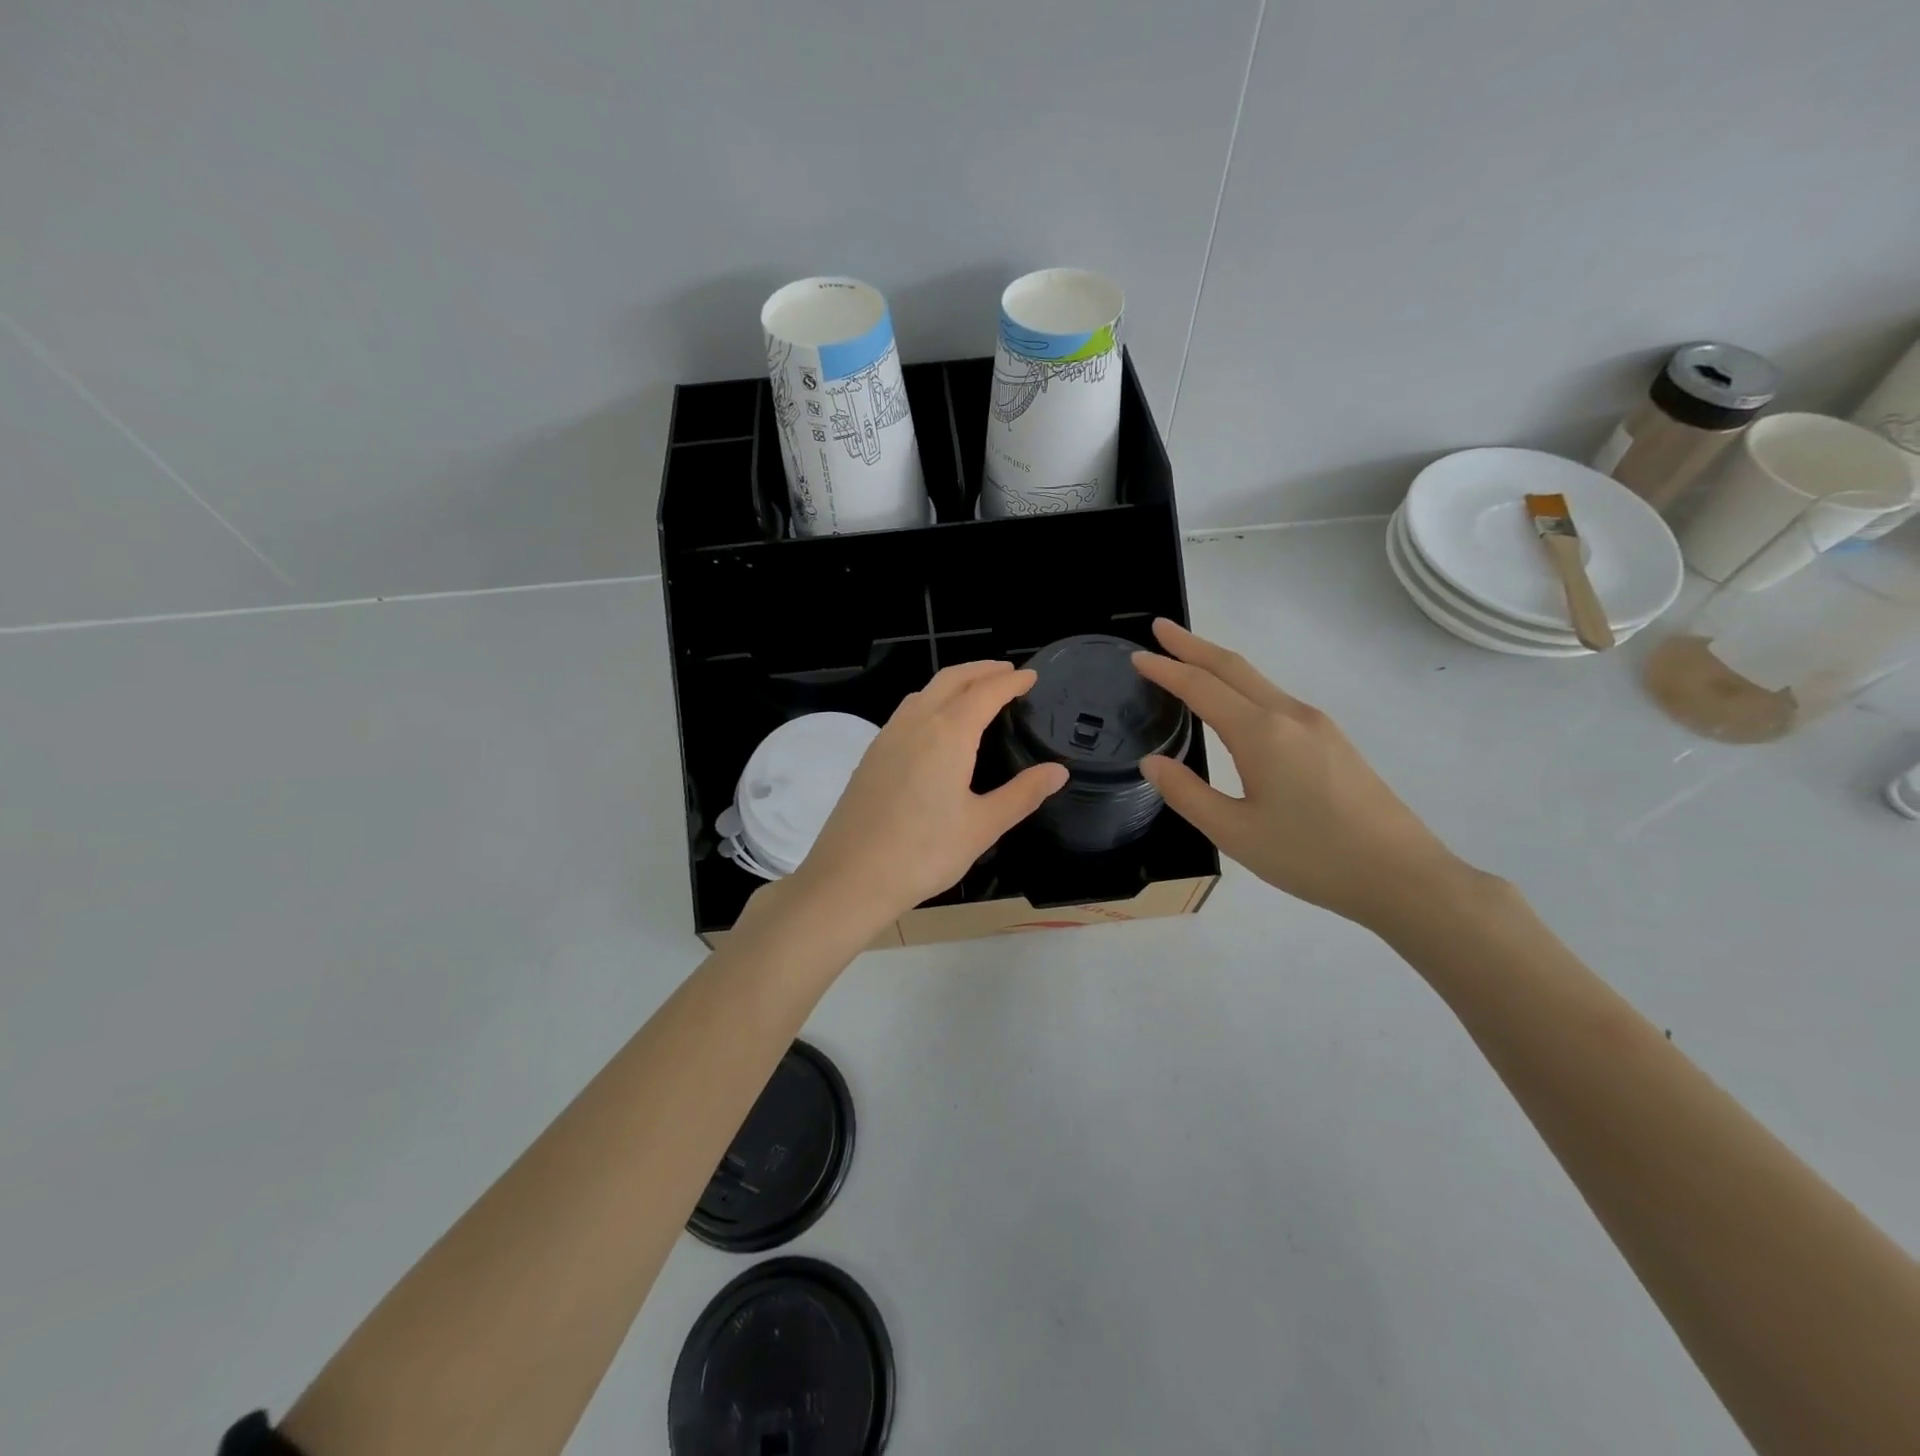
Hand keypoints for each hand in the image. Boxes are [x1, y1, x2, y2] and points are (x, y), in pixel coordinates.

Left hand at [791, 661, 1068, 930]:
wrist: (850, 877)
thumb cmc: (924, 853)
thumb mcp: (982, 827)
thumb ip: (1022, 794)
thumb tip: (1058, 772)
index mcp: (948, 734)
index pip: (985, 692)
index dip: (1011, 681)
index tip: (1031, 677)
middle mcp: (916, 724)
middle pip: (951, 679)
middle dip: (982, 670)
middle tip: (1007, 672)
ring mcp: (888, 737)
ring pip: (924, 692)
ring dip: (953, 682)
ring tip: (975, 692)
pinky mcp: (871, 755)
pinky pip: (906, 712)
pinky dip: (930, 701)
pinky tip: (936, 725)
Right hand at [1133, 619, 1472, 929]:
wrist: (1401, 875)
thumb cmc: (1311, 856)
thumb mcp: (1234, 832)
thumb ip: (1187, 794)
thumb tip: (1152, 762)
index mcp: (1261, 734)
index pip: (1202, 687)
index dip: (1166, 669)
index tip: (1137, 656)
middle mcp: (1289, 716)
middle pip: (1233, 667)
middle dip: (1193, 645)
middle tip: (1159, 629)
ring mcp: (1317, 725)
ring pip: (1258, 681)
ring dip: (1218, 665)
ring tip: (1188, 662)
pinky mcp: (1332, 740)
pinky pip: (1275, 699)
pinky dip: (1242, 687)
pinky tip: (1235, 706)